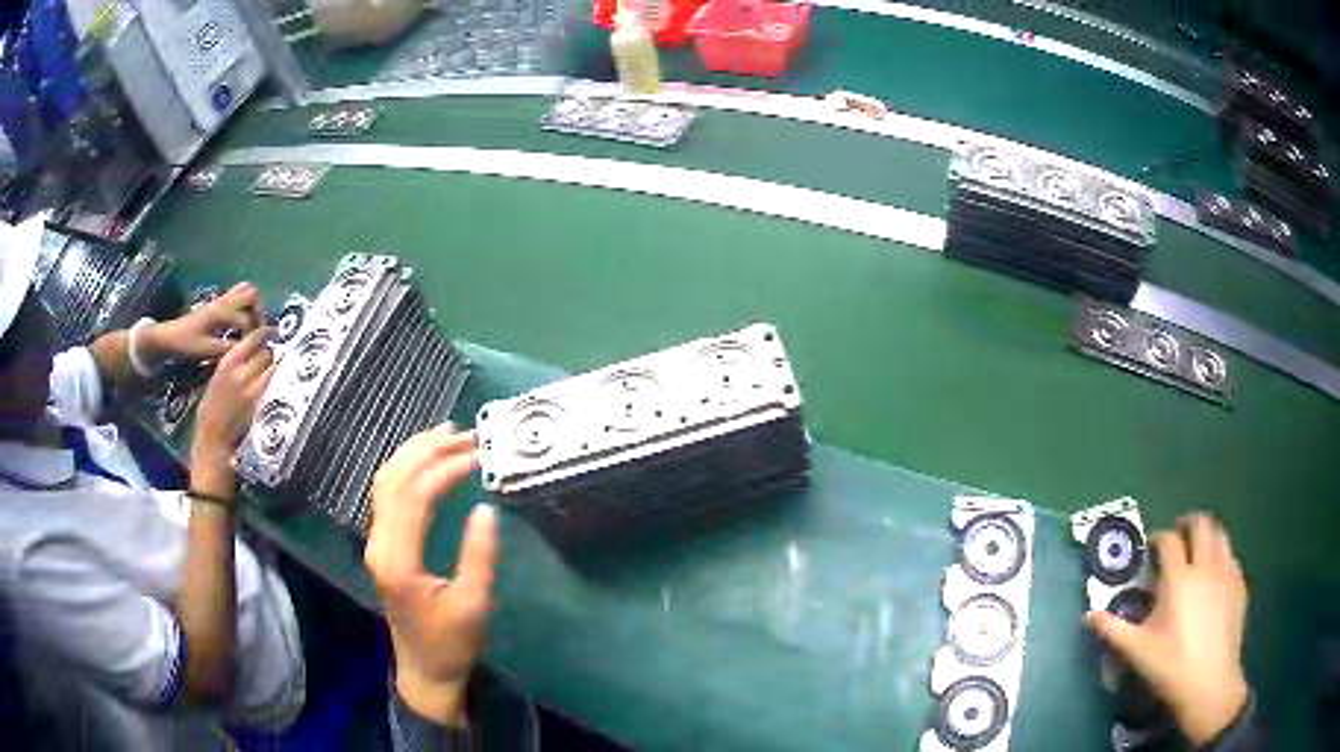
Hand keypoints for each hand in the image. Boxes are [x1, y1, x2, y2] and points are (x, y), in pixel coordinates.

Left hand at [149, 281, 264, 364]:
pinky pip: (239, 297)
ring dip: (254, 307)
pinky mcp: (218, 304)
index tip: (254, 350)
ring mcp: (221, 300)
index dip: (253, 336)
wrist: (169, 336)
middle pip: (252, 293)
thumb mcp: (204, 350)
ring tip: (253, 328)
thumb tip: (246, 351)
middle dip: (259, 311)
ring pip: (247, 291)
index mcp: (221, 312)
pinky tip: (242, 326)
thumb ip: (226, 350)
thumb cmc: (185, 343)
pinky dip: (246, 307)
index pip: (246, 320)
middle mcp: (224, 301)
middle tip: (258, 332)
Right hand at [191, 327, 275, 478]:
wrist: (213, 440)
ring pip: (274, 369)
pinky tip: (278, 386)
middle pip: (267, 353)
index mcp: (228, 363)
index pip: (253, 338)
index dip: (266, 333)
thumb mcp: (216, 378)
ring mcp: (254, 391)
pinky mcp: (263, 407)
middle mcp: (242, 373)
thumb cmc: (211, 410)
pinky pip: (276, 388)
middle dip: (271, 354)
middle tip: (272, 357)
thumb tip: (250, 351)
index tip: (273, 331)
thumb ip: (233, 364)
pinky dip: (278, 384)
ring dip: (276, 368)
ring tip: (276, 372)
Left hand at [364, 427, 491, 727]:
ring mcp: (376, 542)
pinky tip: (427, 461)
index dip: (445, 470)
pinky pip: (387, 494)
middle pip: (393, 479)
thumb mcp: (474, 605)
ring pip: (385, 482)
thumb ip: (479, 556)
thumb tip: (486, 508)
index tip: (478, 458)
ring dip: (414, 453)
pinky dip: (407, 469)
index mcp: (397, 559)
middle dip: (427, 450)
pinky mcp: (382, 544)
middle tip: (465, 435)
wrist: (424, 670)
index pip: (415, 496)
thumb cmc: (451, 643)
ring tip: (447, 435)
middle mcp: (379, 543)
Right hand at [1086, 513, 1249, 745]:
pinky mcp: (1239, 584)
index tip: (1151, 547)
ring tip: (1198, 552)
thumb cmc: (1171, 666)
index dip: (1159, 538)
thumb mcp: (1138, 651)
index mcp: (1179, 578)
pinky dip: (1221, 556)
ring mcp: (1226, 572)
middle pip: (1202, 524)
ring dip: (1208, 536)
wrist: (1209, 683)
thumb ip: (1113, 629)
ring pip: (1221, 535)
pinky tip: (1215, 577)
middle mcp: (1206, 566)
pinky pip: (1231, 556)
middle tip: (1179, 536)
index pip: (1169, 540)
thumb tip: (1088, 616)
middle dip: (1189, 524)